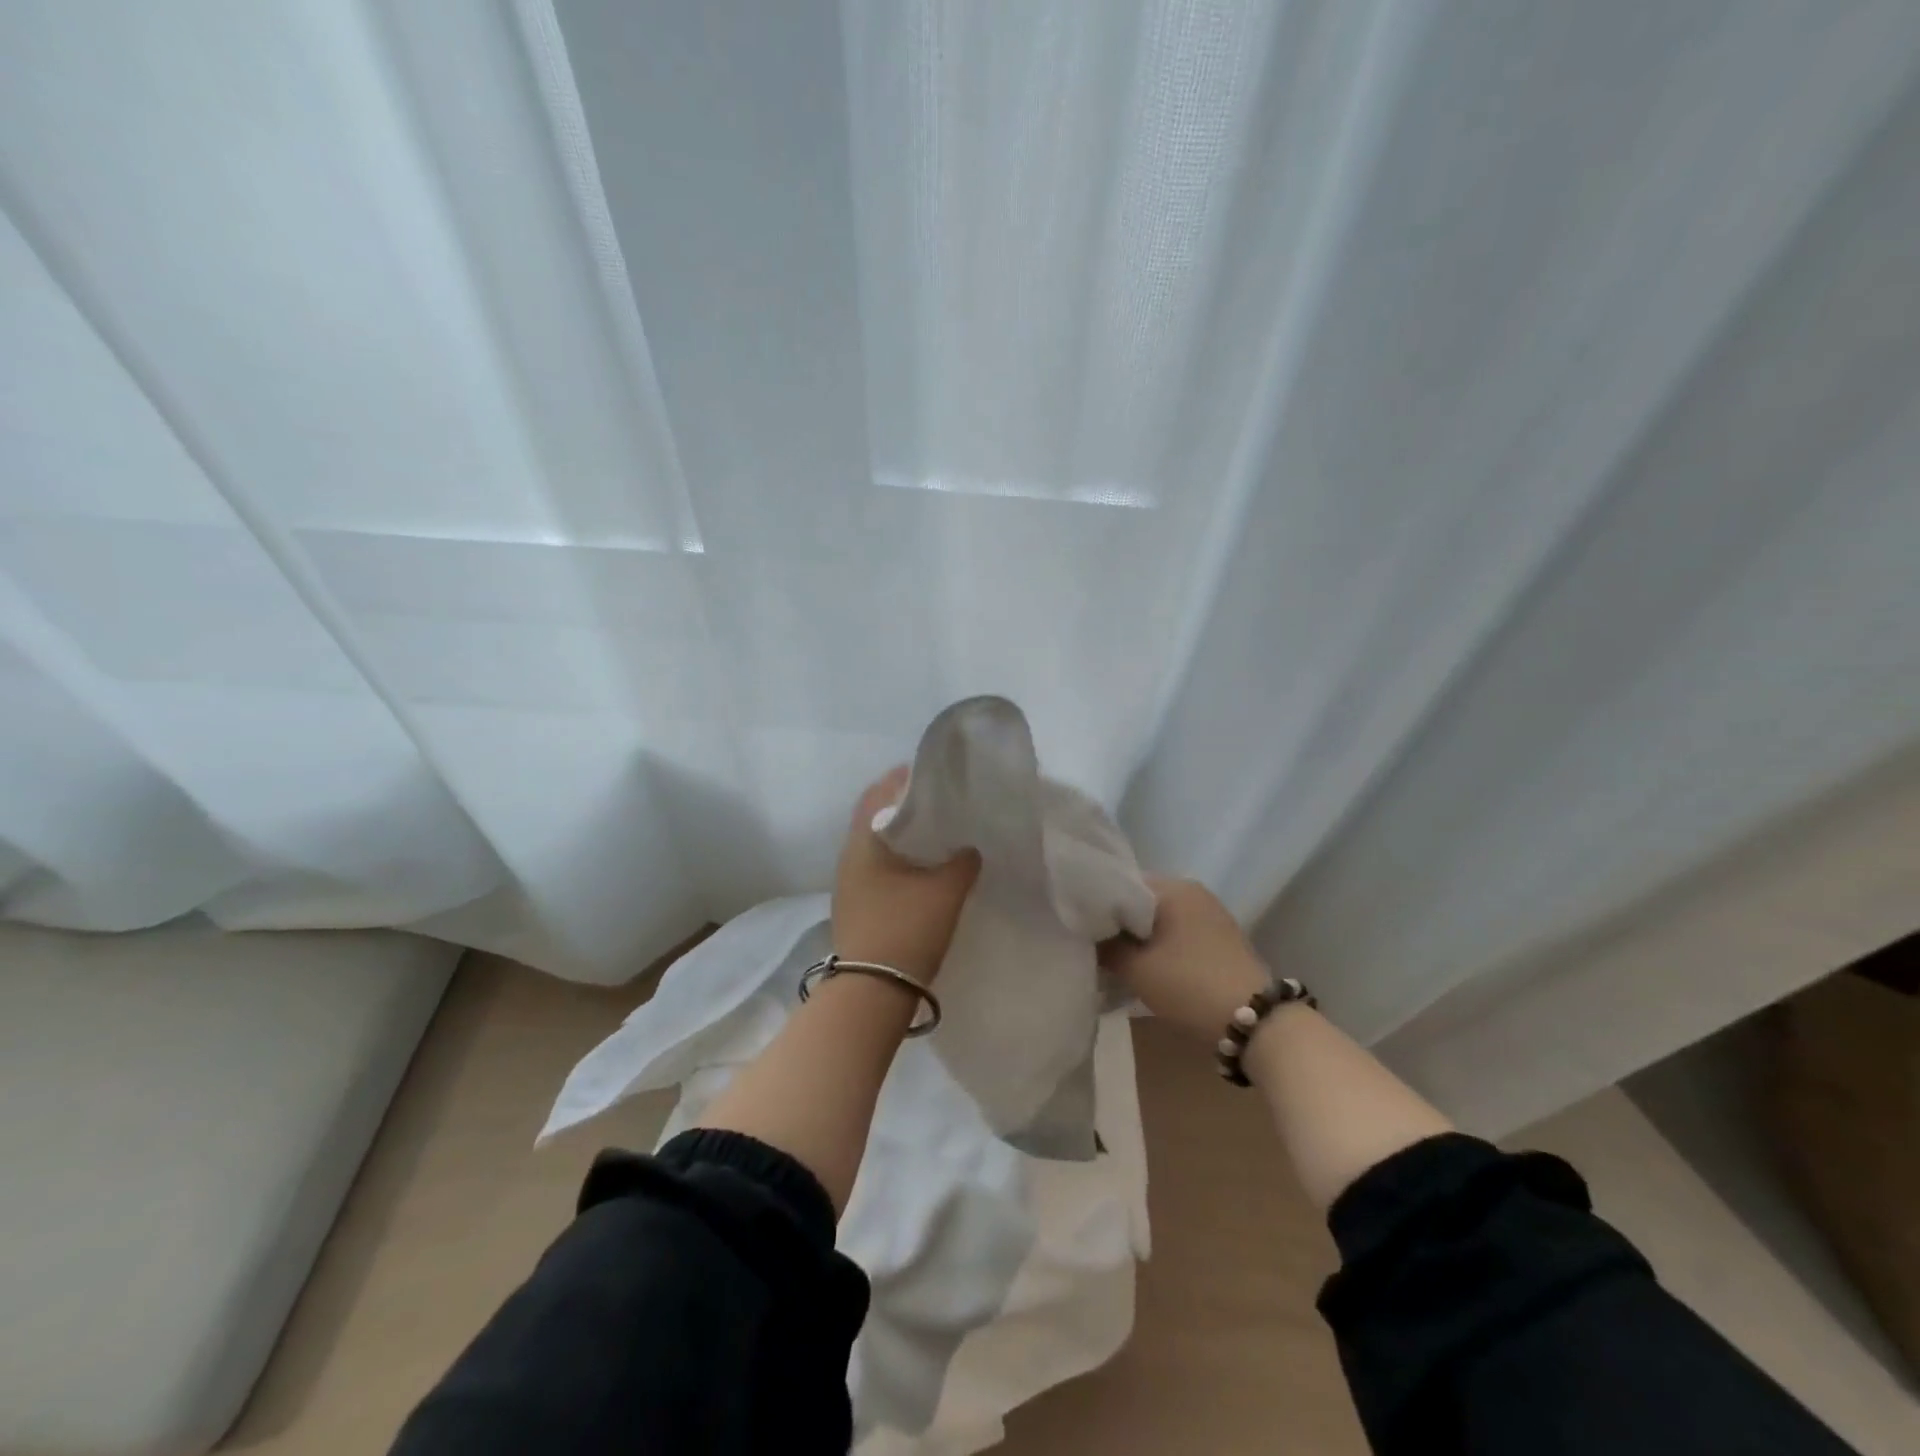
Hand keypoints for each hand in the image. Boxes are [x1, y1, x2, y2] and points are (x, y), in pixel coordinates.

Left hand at [832, 767, 980, 983]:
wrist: (872, 993)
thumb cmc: (906, 929)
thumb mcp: (945, 891)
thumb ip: (962, 862)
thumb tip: (969, 849)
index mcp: (863, 842)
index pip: (878, 794)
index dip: (903, 780)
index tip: (932, 775)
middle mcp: (849, 857)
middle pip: (876, 818)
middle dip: (906, 808)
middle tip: (941, 803)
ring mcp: (849, 884)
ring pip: (878, 846)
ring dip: (903, 836)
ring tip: (938, 834)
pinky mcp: (857, 906)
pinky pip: (879, 869)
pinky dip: (900, 860)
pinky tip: (925, 869)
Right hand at [1101, 877, 1271, 1041]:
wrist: (1255, 1022)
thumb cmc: (1189, 985)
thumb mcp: (1135, 968)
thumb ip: (1105, 946)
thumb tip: (1087, 935)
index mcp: (1174, 887)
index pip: (1121, 883)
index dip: (1097, 904)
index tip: (1080, 926)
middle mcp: (1193, 892)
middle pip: (1140, 901)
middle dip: (1117, 923)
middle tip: (1093, 945)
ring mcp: (1210, 915)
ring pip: (1159, 919)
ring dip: (1138, 937)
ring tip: (1115, 960)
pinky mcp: (1219, 939)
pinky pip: (1177, 933)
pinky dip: (1159, 946)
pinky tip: (1146, 967)